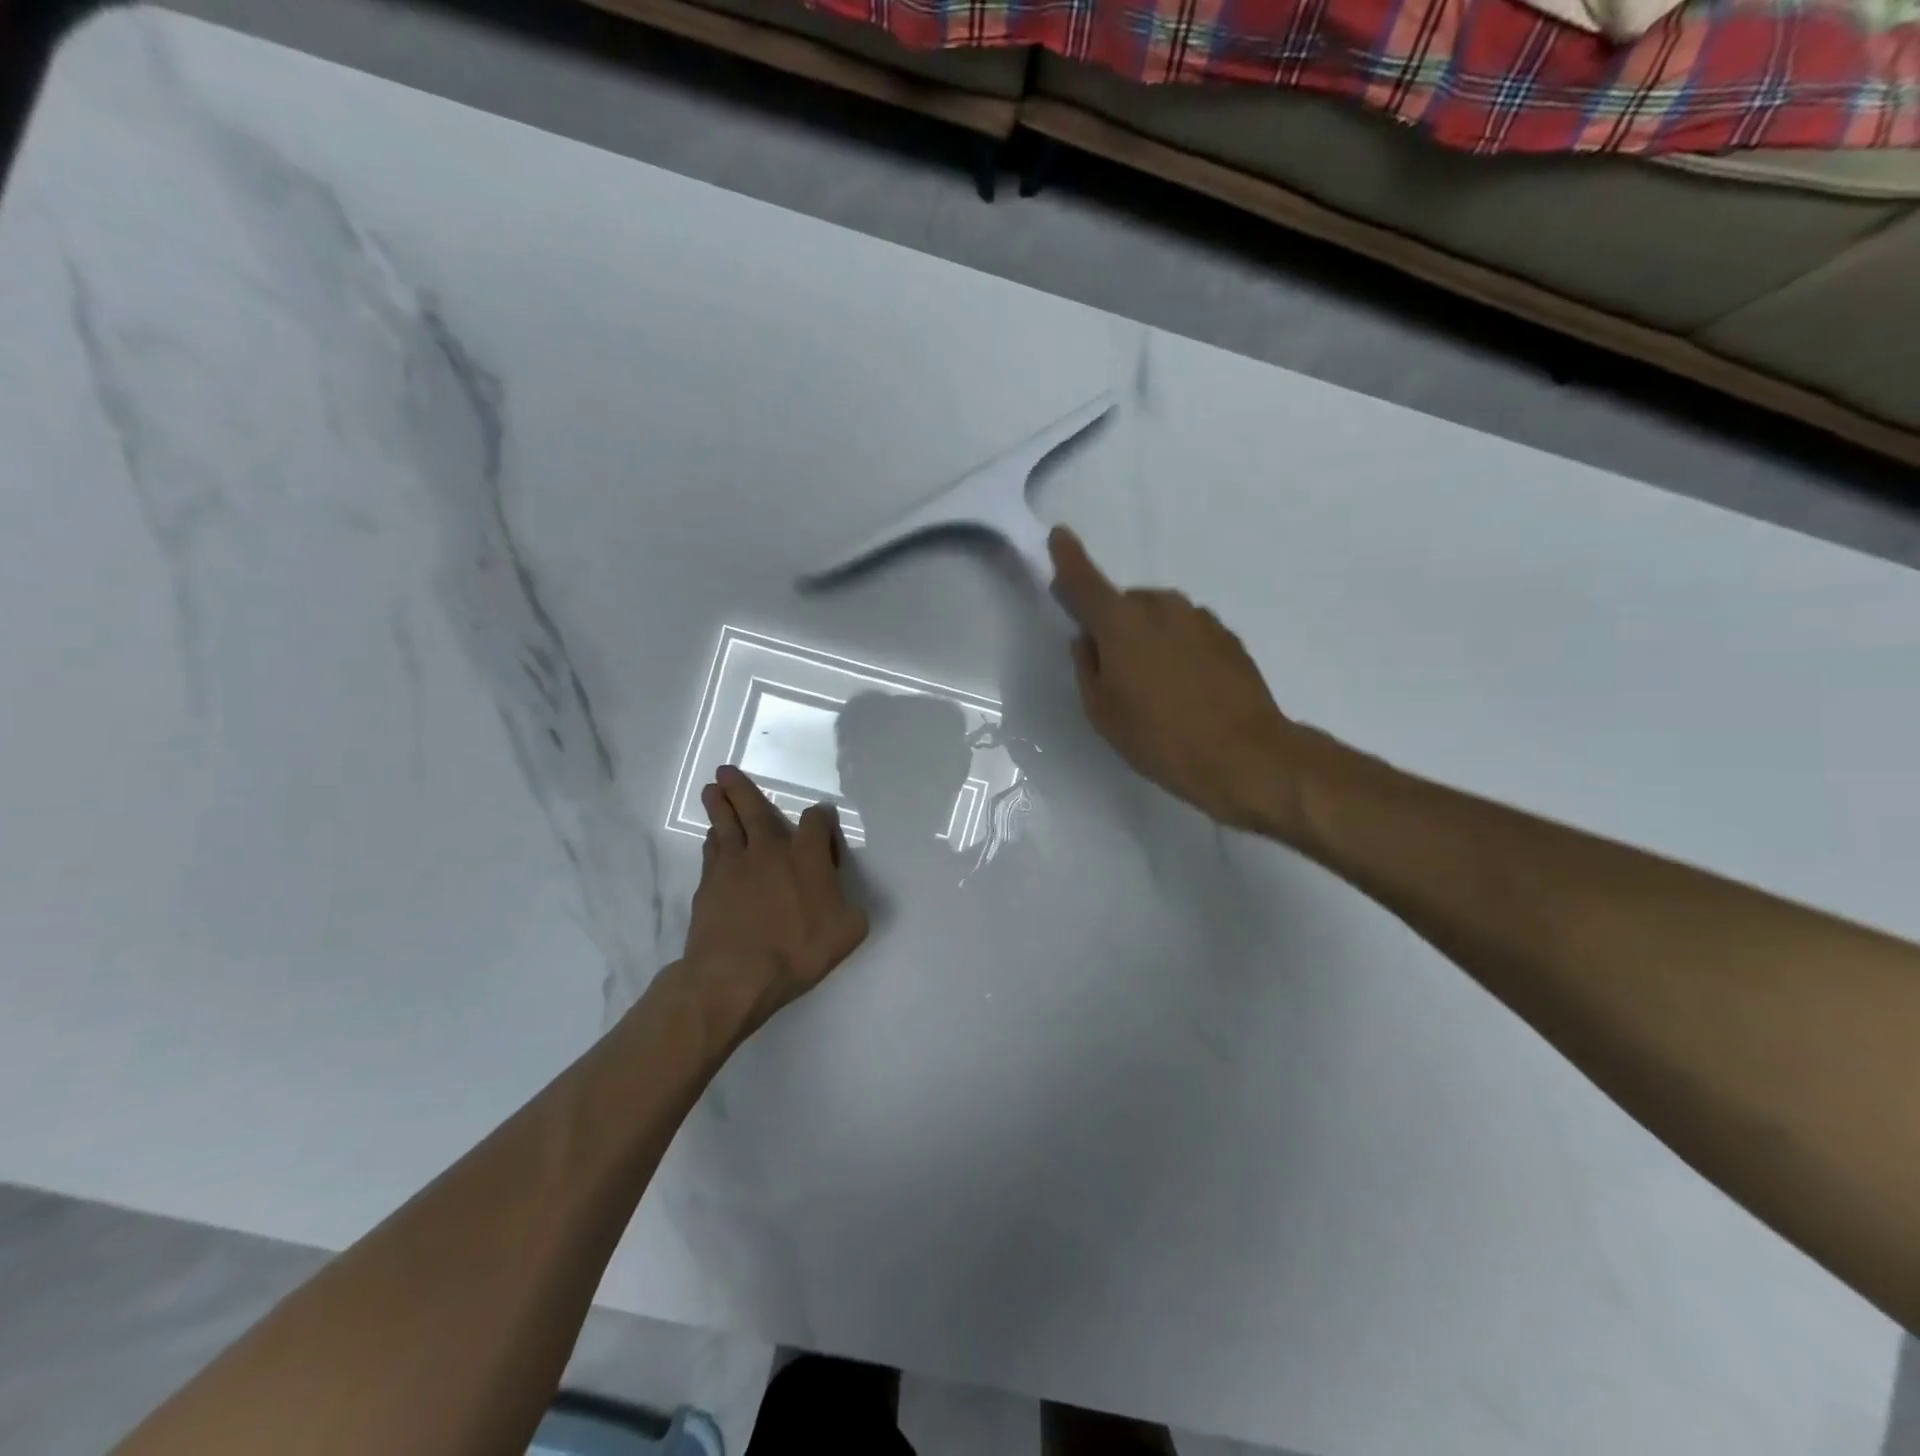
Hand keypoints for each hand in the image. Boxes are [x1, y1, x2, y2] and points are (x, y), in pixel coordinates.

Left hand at [682, 766, 869, 1034]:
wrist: (735, 974)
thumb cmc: (797, 950)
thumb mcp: (847, 932)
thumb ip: (852, 911)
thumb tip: (848, 903)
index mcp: (807, 856)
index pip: (816, 821)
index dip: (821, 817)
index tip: (821, 819)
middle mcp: (769, 850)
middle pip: (754, 809)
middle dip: (742, 789)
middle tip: (726, 771)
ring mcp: (734, 865)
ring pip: (725, 825)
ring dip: (719, 805)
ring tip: (712, 790)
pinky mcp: (708, 884)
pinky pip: (711, 852)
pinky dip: (713, 839)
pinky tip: (712, 837)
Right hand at [1049, 526, 1299, 831]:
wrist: (1244, 755)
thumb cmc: (1159, 738)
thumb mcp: (1102, 712)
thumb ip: (1088, 667)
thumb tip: (1087, 640)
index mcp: (1121, 624)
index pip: (1085, 582)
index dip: (1069, 559)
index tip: (1060, 536)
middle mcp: (1161, 608)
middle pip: (1125, 603)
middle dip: (1114, 624)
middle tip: (1115, 670)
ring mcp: (1199, 618)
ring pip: (1159, 616)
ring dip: (1148, 636)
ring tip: (1155, 685)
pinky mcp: (1227, 636)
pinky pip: (1187, 631)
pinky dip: (1178, 647)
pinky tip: (1186, 687)